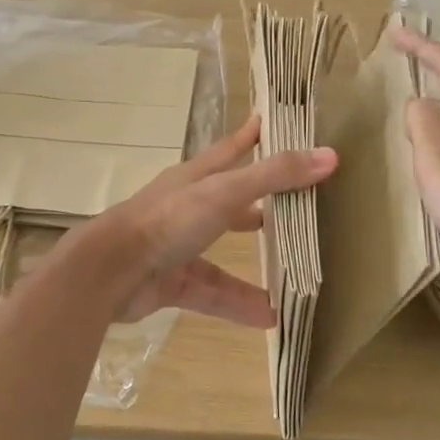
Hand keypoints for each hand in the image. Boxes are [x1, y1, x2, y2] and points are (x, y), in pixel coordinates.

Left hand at [71, 117, 336, 326]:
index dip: (249, 137)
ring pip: (222, 257)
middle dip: (257, 206)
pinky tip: (269, 317)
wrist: (109, 273)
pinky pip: (212, 294)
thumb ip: (273, 177)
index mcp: (195, 179)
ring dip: (254, 267)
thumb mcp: (224, 193)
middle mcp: (185, 210)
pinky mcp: (171, 283)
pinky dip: (238, 305)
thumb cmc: (166, 221)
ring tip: (291, 277)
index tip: (269, 122)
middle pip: (228, 204)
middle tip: (293, 208)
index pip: (228, 150)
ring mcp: (176, 248)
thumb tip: (329, 156)